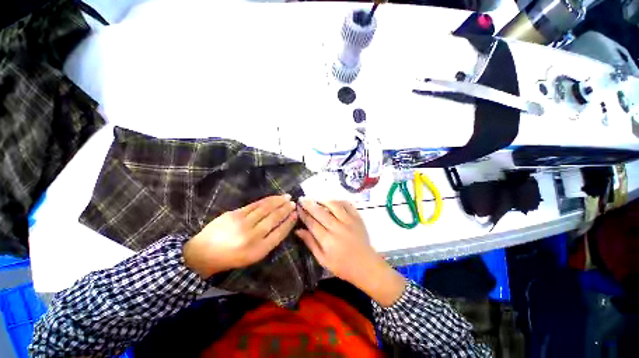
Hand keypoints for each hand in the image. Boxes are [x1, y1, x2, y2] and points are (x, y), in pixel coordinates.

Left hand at [183, 195, 296, 278]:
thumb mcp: (254, 256)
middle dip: (286, 209)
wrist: (203, 253)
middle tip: (294, 203)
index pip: (279, 233)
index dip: (289, 222)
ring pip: (266, 208)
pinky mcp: (234, 214)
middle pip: (274, 219)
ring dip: (278, 201)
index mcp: (258, 250)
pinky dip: (267, 200)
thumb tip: (283, 224)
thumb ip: (269, 241)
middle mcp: (252, 236)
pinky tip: (273, 197)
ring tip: (287, 197)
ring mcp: (242, 223)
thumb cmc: (232, 257)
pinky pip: (255, 204)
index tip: (295, 215)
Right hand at [296, 199, 405, 306]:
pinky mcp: (357, 218)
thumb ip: (310, 243)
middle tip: (302, 199)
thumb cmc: (342, 266)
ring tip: (316, 199)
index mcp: (327, 240)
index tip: (297, 207)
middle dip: (309, 204)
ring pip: (333, 205)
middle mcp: (337, 228)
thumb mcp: (322, 259)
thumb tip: (298, 230)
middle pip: (320, 212)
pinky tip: (333, 201)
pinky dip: (339, 201)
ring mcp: (349, 221)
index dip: (303, 214)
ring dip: (323, 200)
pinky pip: (347, 204)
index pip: (311, 223)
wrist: (365, 265)